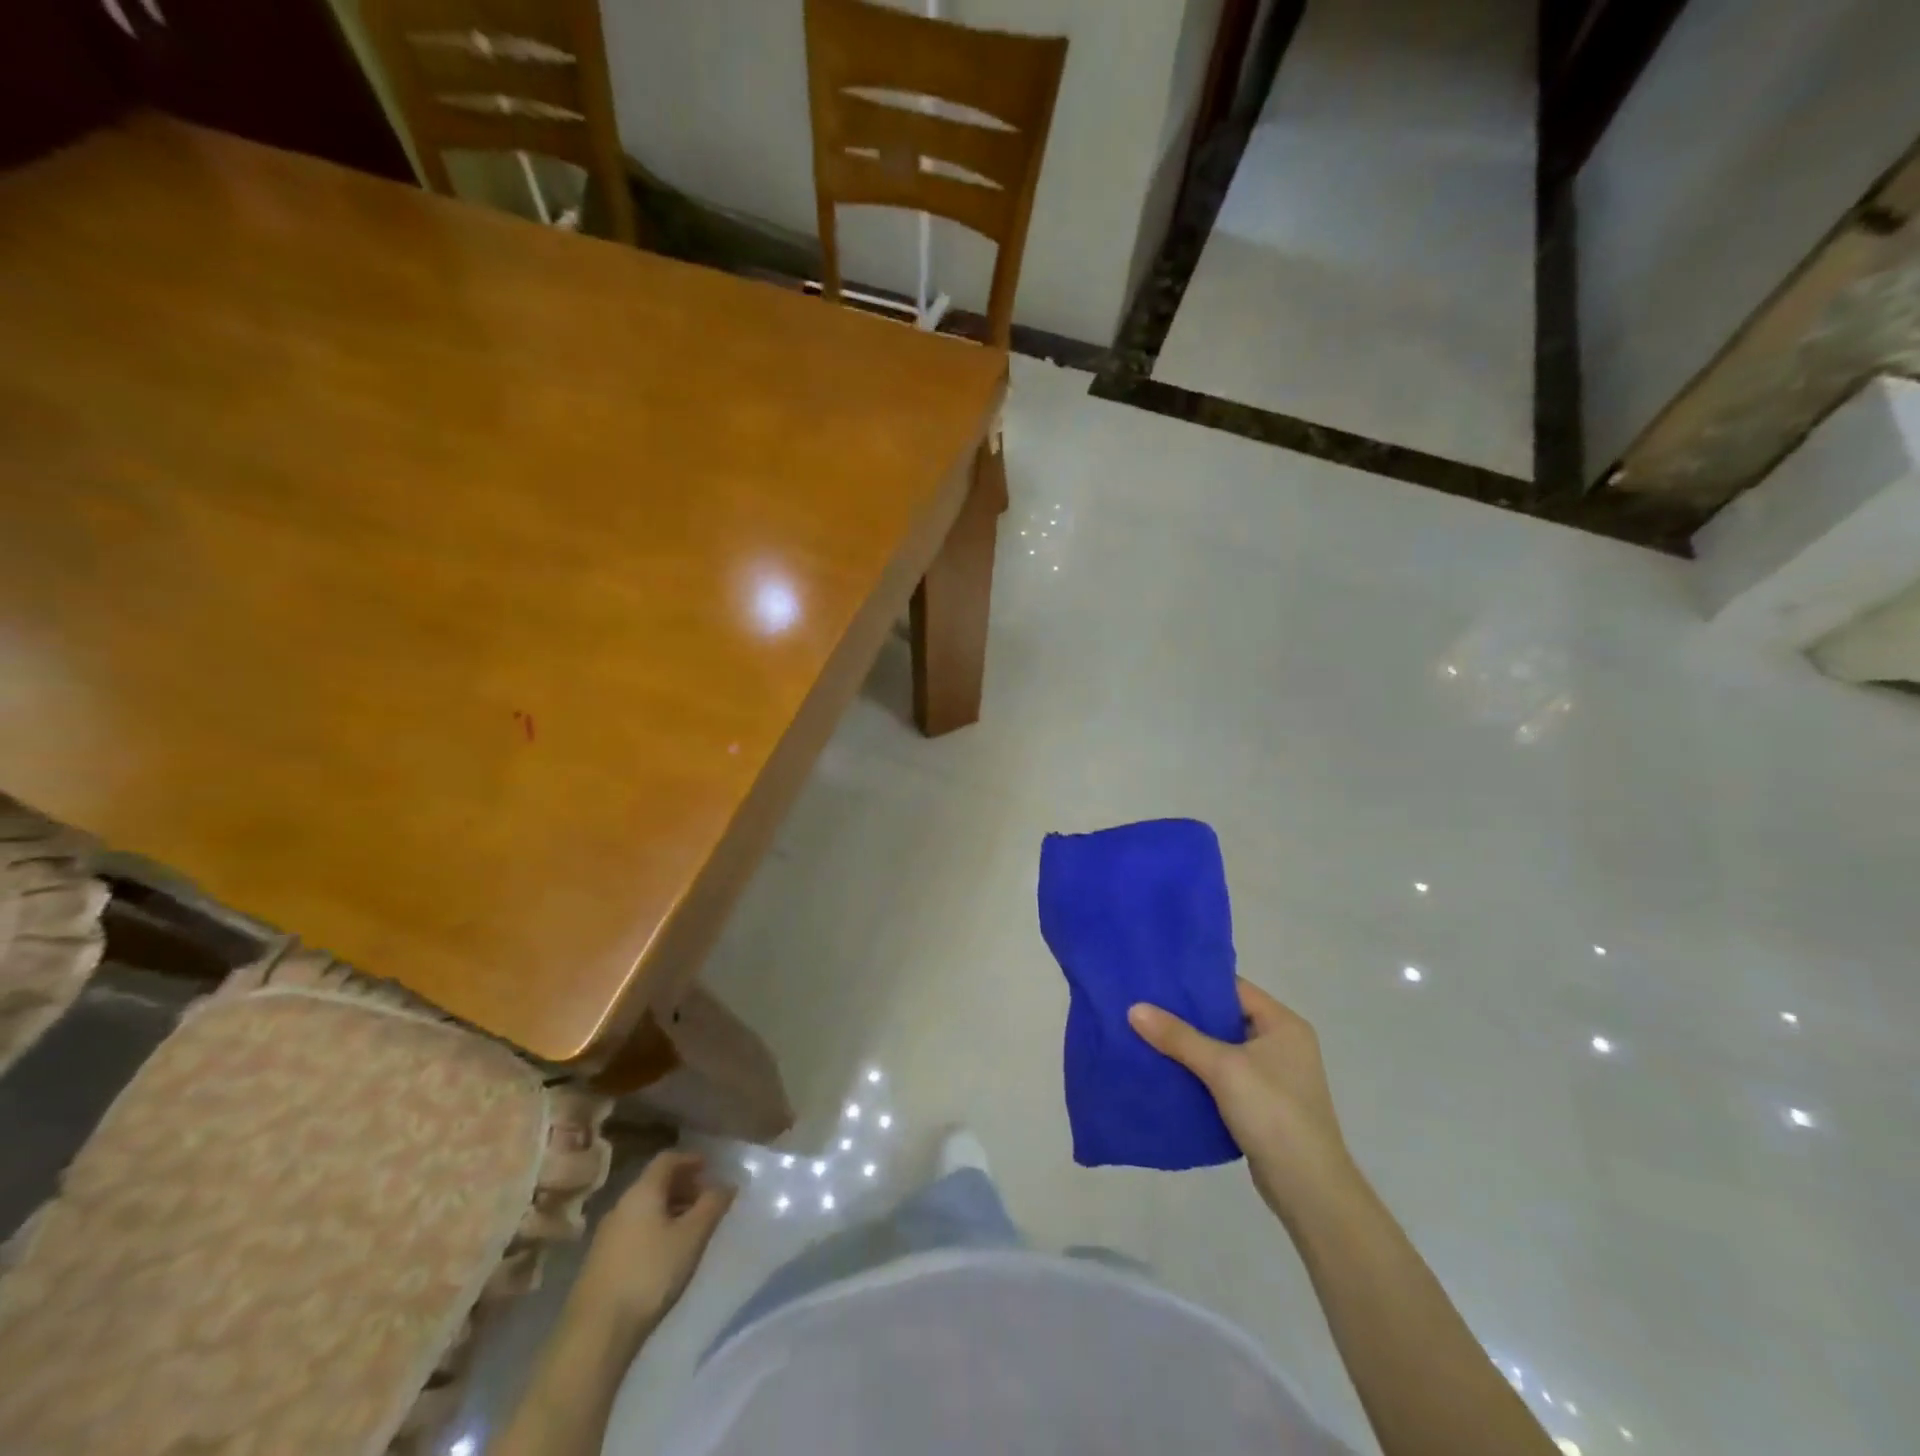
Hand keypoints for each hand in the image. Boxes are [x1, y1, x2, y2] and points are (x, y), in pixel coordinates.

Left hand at [572, 1150, 734, 1345]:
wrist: (595, 1333)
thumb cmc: (650, 1274)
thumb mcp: (691, 1237)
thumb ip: (712, 1205)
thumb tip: (727, 1184)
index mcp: (642, 1192)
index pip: (667, 1159)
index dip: (690, 1159)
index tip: (709, 1167)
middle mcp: (621, 1205)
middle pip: (655, 1183)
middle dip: (682, 1185)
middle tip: (705, 1199)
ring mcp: (606, 1235)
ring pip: (644, 1208)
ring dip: (669, 1208)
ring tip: (690, 1227)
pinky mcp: (599, 1262)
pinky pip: (634, 1229)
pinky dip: (654, 1228)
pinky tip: (665, 1252)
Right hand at [1129, 979, 1356, 1223]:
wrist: (1309, 1190)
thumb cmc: (1273, 1113)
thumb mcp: (1223, 1067)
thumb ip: (1178, 1037)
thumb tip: (1134, 1009)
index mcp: (1283, 1024)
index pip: (1234, 988)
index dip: (1196, 983)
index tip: (1157, 979)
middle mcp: (1282, 1044)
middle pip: (1226, 1018)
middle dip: (1187, 1015)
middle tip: (1144, 1006)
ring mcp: (1274, 1077)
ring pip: (1222, 1049)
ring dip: (1189, 1046)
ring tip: (1147, 1034)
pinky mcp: (1262, 1105)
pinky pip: (1223, 1077)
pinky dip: (1198, 1073)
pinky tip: (1167, 1071)